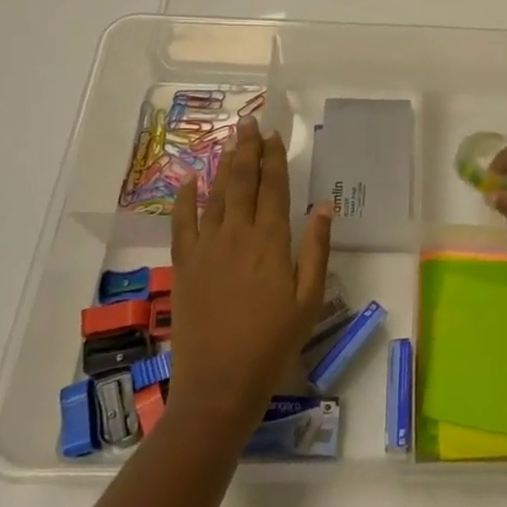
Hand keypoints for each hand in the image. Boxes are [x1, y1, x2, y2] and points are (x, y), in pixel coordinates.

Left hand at [170, 118, 331, 426]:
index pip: (273, 188)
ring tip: (230, 141)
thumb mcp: (309, 299)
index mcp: (271, 242)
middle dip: (247, 150)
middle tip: (250, 123)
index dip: (273, 159)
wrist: (220, 383)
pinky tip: (190, 180)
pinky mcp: (184, 266)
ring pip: (215, 195)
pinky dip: (186, 198)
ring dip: (223, 166)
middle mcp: (237, 235)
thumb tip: (324, 205)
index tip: (274, 135)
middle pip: (241, 182)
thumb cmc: (274, 343)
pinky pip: (182, 223)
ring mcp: (206, 248)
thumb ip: (317, 249)